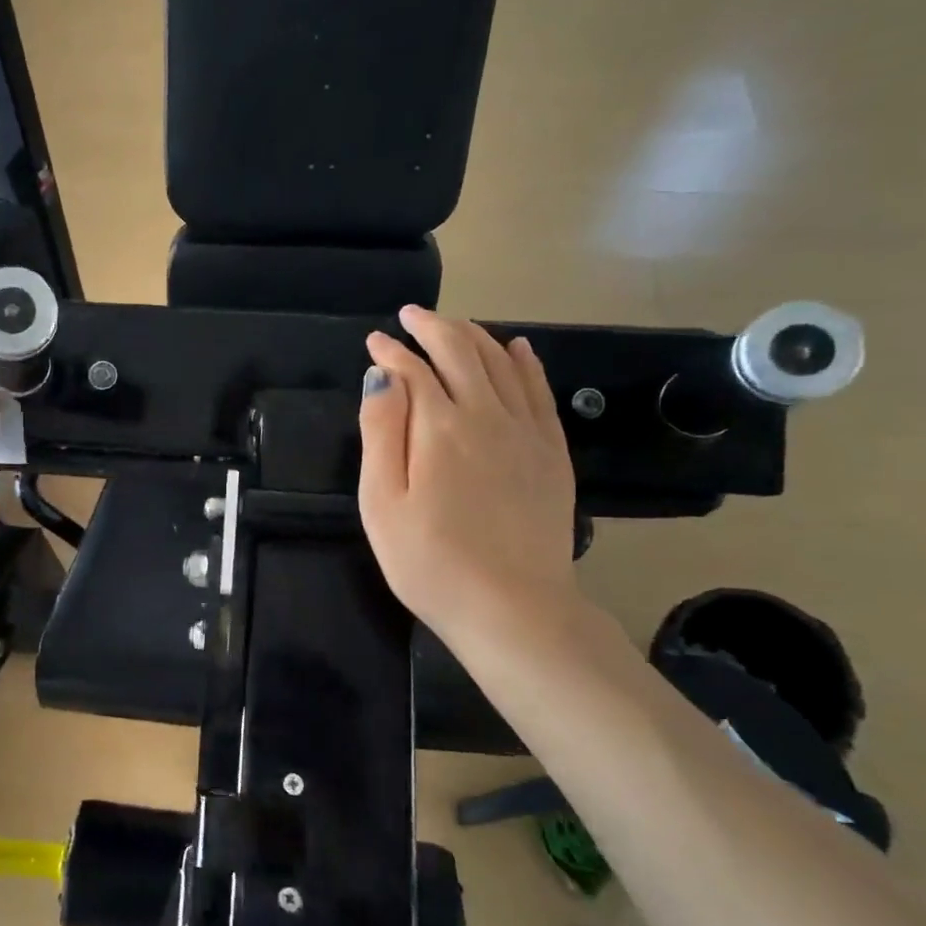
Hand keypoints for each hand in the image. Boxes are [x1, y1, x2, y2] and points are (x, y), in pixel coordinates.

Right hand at [358, 307, 579, 646]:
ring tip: (452, 326)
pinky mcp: (552, 452)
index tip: (374, 341)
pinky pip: (540, 390)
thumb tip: (381, 374)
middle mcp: (486, 414)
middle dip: (432, 327)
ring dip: (473, 335)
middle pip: (460, 351)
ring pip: (501, 362)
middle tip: (410, 317)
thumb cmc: (430, 561)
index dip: (390, 350)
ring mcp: (526, 431)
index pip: (412, 368)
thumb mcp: (382, 502)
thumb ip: (381, 431)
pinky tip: (517, 347)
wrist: (513, 609)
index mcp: (439, 426)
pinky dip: (525, 361)